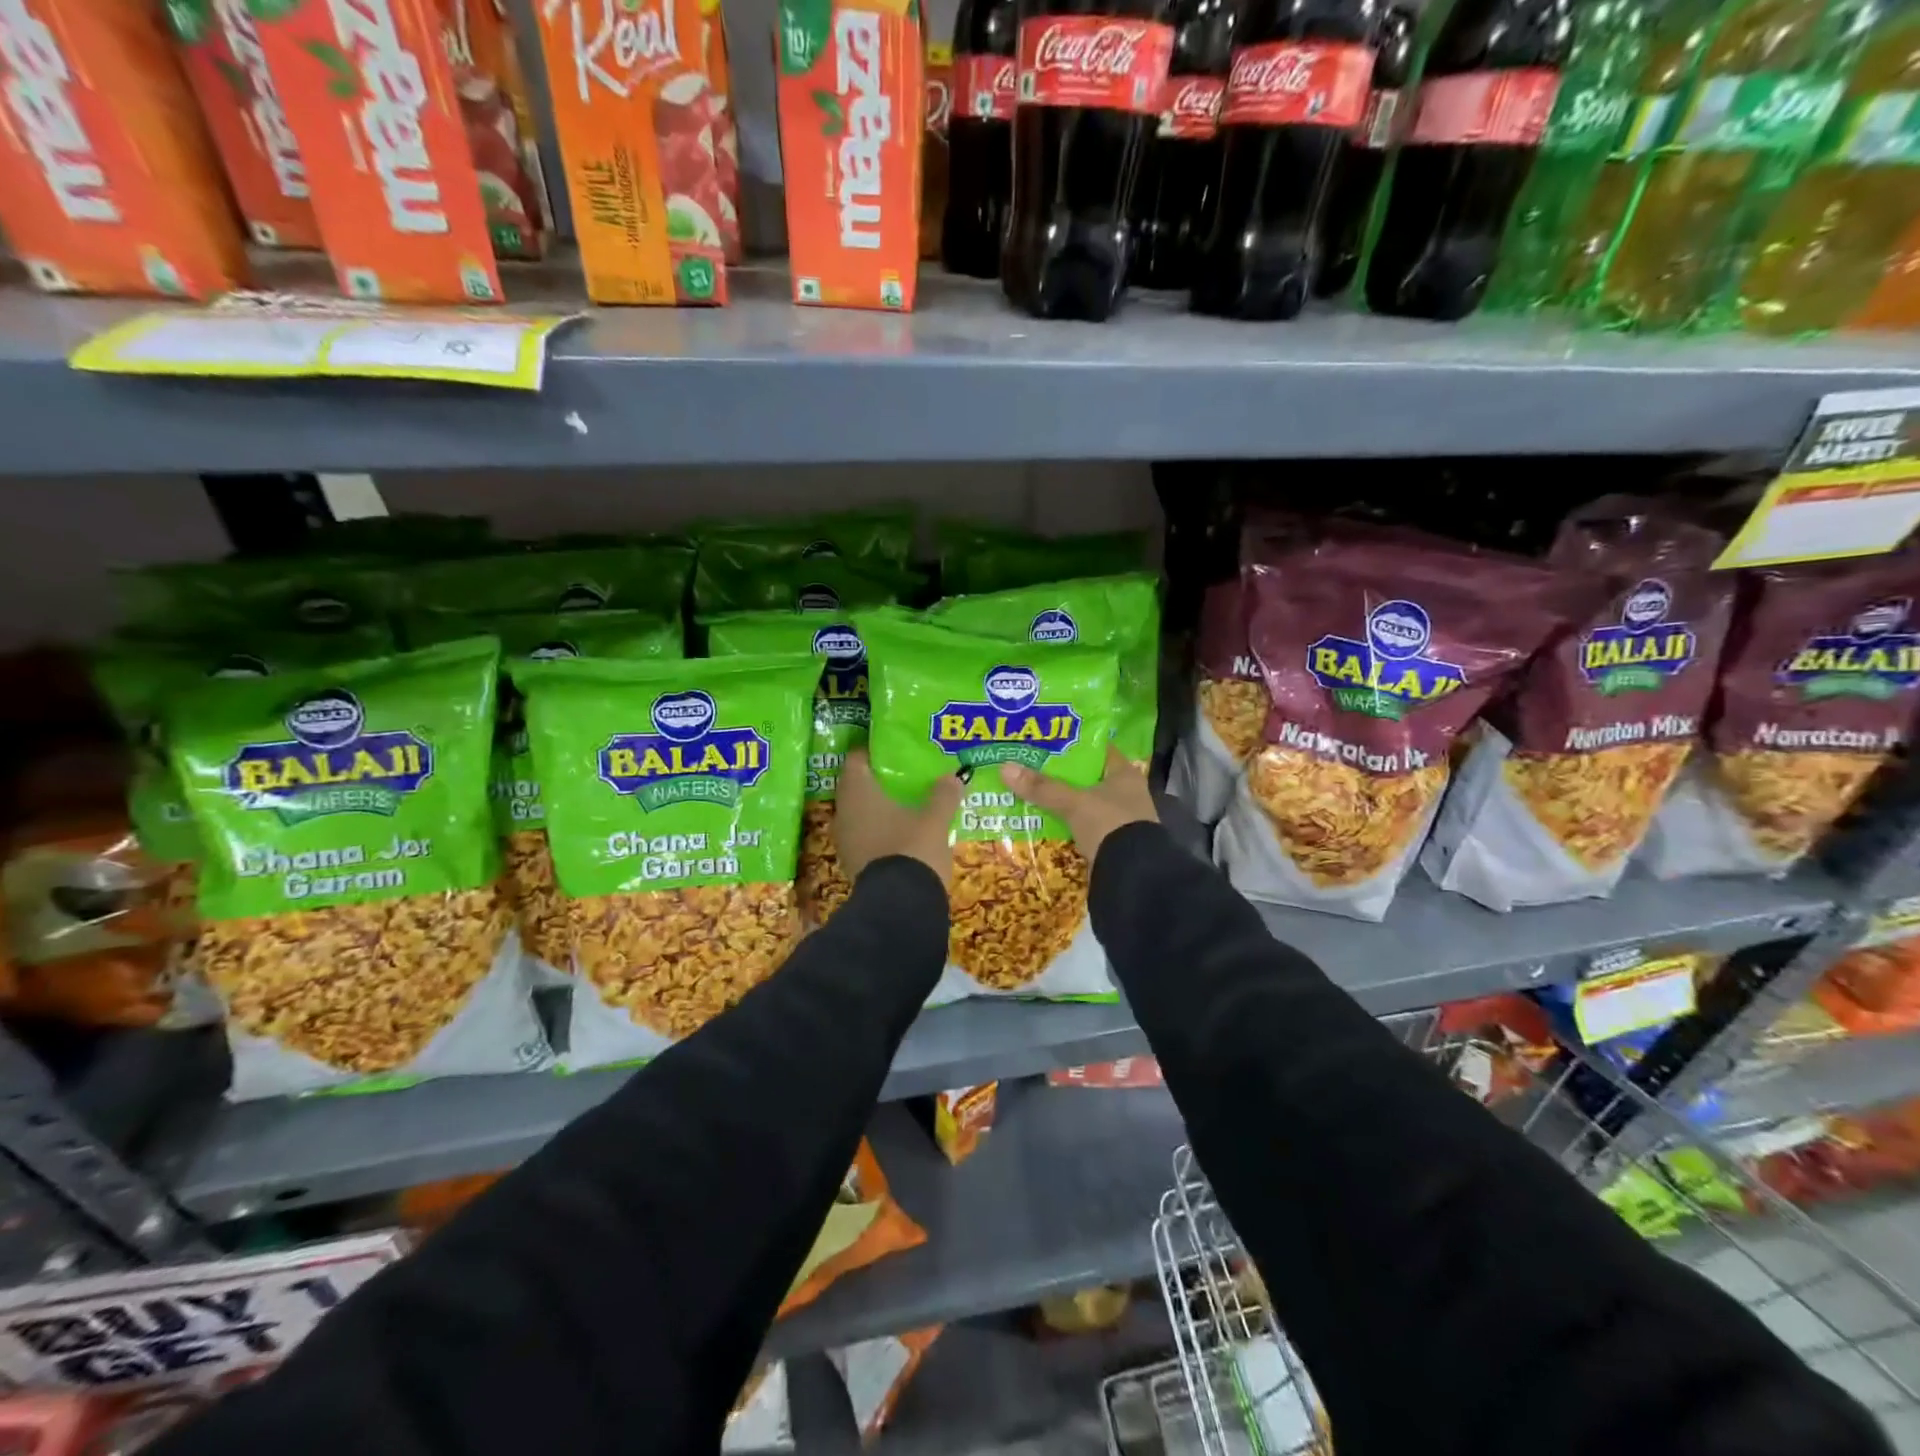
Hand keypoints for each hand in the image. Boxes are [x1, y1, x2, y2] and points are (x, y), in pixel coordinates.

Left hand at [835, 749, 962, 887]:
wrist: (900, 907)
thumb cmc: (913, 849)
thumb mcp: (935, 820)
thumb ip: (943, 795)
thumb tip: (954, 777)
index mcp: (858, 793)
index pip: (856, 759)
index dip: (873, 751)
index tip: (894, 748)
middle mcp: (844, 813)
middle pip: (858, 786)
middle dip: (880, 779)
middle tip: (905, 773)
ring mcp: (846, 840)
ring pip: (861, 813)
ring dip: (880, 806)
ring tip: (907, 800)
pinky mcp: (854, 863)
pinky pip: (865, 835)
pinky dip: (881, 829)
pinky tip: (903, 830)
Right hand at [1000, 748, 1157, 861]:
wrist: (1132, 876)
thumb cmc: (1109, 825)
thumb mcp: (1074, 803)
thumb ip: (1043, 788)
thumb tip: (1005, 768)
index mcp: (1125, 775)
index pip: (1098, 750)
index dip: (1074, 744)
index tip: (1047, 742)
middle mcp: (1126, 794)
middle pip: (1087, 778)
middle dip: (1061, 776)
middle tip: (1030, 768)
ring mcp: (1120, 819)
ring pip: (1083, 804)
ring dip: (1062, 803)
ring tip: (1030, 795)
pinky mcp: (1111, 842)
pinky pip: (1082, 827)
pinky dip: (1066, 825)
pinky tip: (1043, 823)